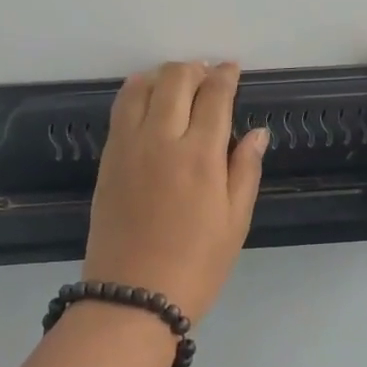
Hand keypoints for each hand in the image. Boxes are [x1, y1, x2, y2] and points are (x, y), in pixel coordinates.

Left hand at [84, 61, 269, 322]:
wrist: (133, 297)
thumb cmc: (197, 265)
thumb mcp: (235, 222)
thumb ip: (245, 170)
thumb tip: (258, 133)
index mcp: (200, 155)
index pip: (214, 96)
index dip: (225, 76)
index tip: (232, 69)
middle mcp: (161, 139)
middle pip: (175, 80)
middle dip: (194, 69)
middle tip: (207, 75)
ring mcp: (128, 147)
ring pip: (140, 87)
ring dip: (161, 76)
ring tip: (176, 83)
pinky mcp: (107, 160)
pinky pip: (120, 109)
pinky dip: (136, 93)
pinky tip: (147, 101)